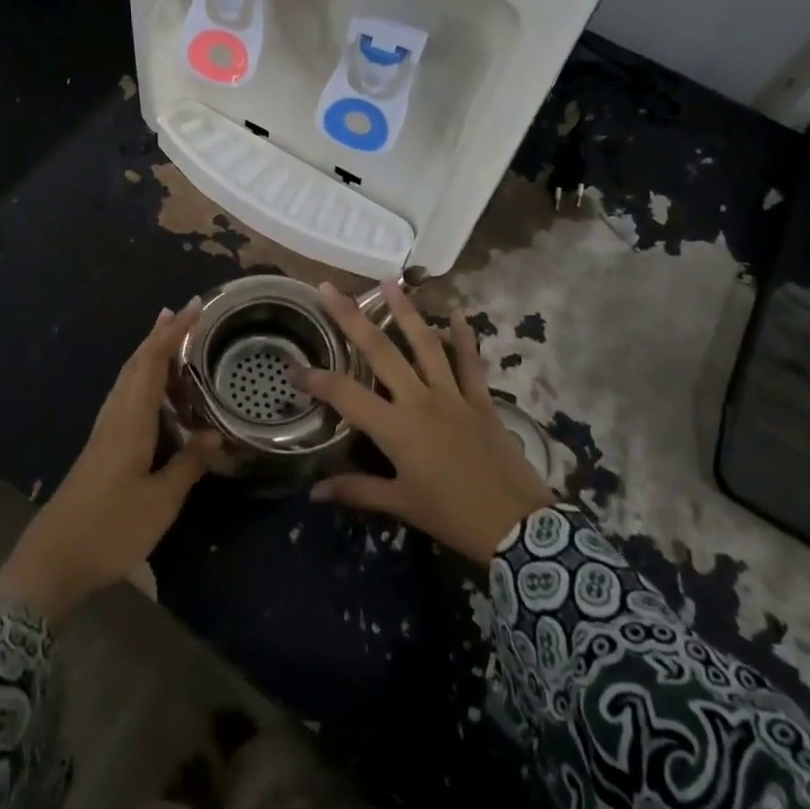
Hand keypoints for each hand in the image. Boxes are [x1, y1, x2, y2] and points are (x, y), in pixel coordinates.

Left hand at [0, 301, 220, 619]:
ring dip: (148, 355)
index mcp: (130, 422)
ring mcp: (103, 433)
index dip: (172, 333)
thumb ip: (188, 464)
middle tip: (181, 313)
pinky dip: (141, 381)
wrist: (53, 561)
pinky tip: (152, 394)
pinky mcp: (99, 449)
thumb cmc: (110, 529)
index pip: (152, 363)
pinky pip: (124, 399)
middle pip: (135, 365)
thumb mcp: (160, 501)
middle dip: (158, 336)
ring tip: (169, 341)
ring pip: (127, 380)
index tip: (193, 306)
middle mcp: (114, 418)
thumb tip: (216, 434)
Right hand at [296, 282, 554, 566]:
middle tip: (329, 288)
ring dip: (405, 310)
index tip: (292, 366)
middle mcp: (420, 400)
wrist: (517, 526)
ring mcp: (453, 395)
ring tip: (388, 282)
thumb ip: (357, 491)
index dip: (316, 379)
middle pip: (380, 350)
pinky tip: (457, 314)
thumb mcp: (402, 506)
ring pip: (424, 344)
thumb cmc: (452, 516)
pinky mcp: (481, 399)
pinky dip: (464, 338)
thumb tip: (315, 492)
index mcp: (396, 428)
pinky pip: (470, 363)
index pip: (345, 394)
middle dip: (351, 318)